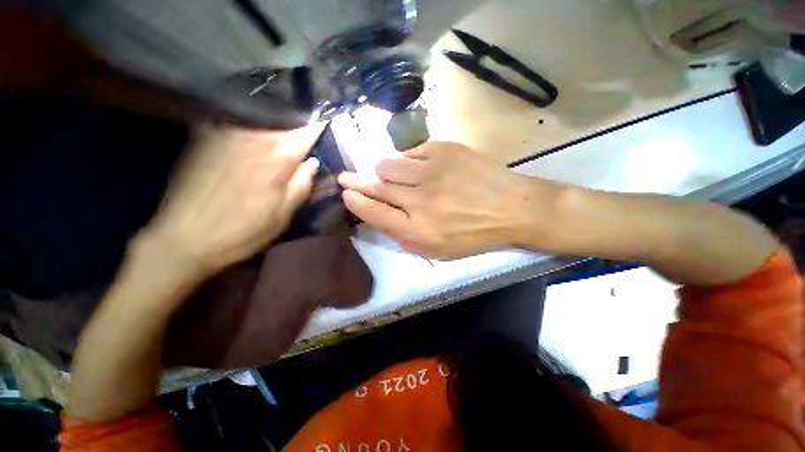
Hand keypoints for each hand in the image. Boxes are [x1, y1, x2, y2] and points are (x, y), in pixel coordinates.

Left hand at [143, 123, 325, 274]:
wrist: (183, 239)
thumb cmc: (241, 232)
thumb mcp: (281, 217)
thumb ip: (301, 186)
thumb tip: (313, 162)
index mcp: (275, 163)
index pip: (303, 136)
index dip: (316, 130)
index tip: (324, 126)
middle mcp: (252, 143)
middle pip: (282, 127)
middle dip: (296, 130)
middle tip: (303, 136)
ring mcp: (225, 138)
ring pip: (260, 123)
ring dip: (274, 127)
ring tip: (281, 134)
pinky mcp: (204, 140)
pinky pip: (235, 124)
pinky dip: (249, 127)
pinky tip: (251, 137)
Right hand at [338, 142, 558, 258]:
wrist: (511, 208)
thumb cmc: (473, 235)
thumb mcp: (436, 249)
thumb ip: (404, 234)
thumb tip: (378, 212)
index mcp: (417, 230)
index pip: (374, 212)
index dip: (356, 201)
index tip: (345, 194)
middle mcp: (418, 200)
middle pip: (375, 186)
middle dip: (356, 181)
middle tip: (346, 177)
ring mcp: (431, 171)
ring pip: (388, 165)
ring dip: (383, 171)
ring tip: (389, 175)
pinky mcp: (443, 150)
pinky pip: (411, 153)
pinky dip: (408, 161)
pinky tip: (418, 168)